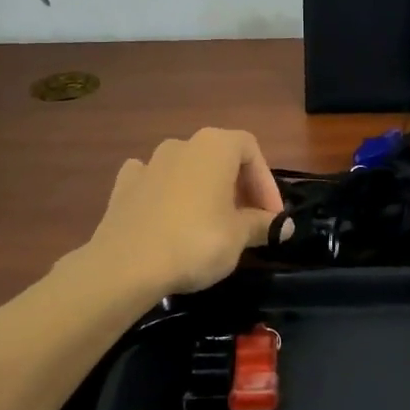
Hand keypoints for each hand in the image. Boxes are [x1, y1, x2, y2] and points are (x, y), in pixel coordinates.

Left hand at [84, 128, 283, 299]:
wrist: (126, 265)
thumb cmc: (195, 242)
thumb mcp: (238, 237)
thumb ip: (263, 225)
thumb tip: (285, 225)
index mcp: (215, 146)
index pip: (251, 150)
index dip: (266, 183)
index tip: (271, 216)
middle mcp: (183, 144)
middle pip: (220, 157)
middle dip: (237, 187)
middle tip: (247, 222)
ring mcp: (150, 162)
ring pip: (187, 168)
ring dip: (203, 189)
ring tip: (210, 223)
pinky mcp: (124, 185)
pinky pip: (154, 181)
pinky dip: (166, 193)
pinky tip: (168, 216)